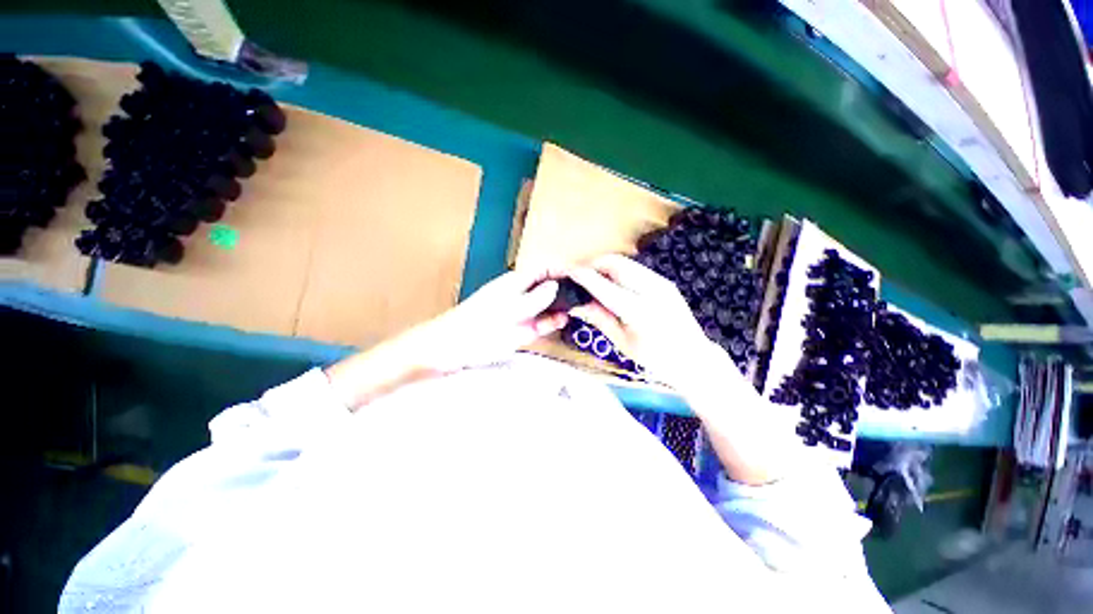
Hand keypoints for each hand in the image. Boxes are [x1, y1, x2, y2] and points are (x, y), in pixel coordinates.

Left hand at [409, 267, 569, 372]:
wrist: (450, 350)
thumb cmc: (475, 327)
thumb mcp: (507, 312)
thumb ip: (533, 300)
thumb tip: (555, 284)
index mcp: (515, 283)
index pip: (544, 269)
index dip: (563, 269)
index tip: (584, 274)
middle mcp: (522, 295)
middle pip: (549, 286)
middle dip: (568, 288)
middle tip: (590, 294)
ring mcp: (523, 313)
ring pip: (548, 305)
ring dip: (563, 305)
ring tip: (584, 306)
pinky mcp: (522, 330)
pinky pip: (542, 322)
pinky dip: (554, 321)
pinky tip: (565, 320)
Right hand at [570, 255, 791, 484]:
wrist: (694, 359)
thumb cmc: (656, 359)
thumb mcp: (622, 342)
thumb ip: (599, 318)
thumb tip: (576, 304)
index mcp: (639, 311)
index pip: (604, 286)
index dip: (583, 276)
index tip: (567, 273)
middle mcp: (652, 290)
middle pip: (616, 263)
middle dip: (594, 264)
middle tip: (579, 274)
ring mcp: (662, 283)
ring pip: (626, 263)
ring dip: (606, 266)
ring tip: (592, 279)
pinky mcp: (665, 282)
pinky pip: (636, 270)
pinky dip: (619, 271)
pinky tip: (612, 284)